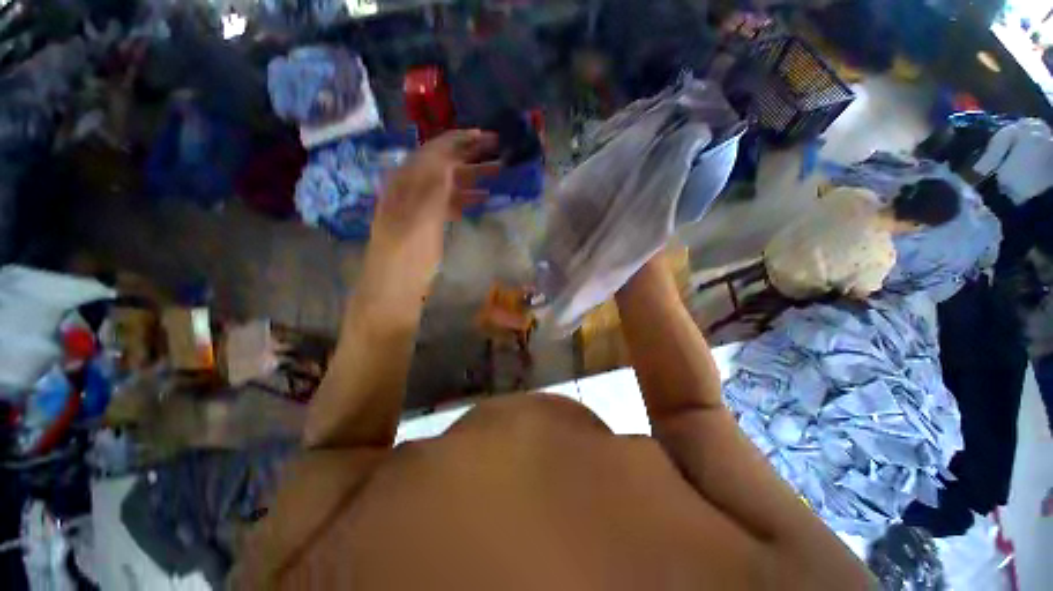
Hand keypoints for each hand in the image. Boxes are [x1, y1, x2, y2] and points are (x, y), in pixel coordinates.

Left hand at [371, 130, 499, 257]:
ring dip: (473, 176)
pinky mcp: (430, 221)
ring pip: (451, 183)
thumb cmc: (408, 250)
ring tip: (498, 172)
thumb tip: (448, 158)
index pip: (436, 150)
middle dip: (471, 154)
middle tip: (498, 150)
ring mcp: (423, 205)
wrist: (395, 282)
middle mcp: (414, 186)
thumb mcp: (420, 215)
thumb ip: (434, 185)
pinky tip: (483, 198)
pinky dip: (467, 198)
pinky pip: (450, 202)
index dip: (460, 140)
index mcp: (409, 180)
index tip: (486, 136)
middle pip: (446, 163)